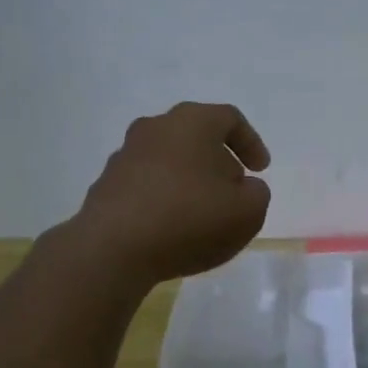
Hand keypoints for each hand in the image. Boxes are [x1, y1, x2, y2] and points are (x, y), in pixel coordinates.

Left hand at [75, 102, 272, 286]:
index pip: (229, 118)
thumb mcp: (247, 212)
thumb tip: (244, 188)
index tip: (260, 170)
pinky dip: (163, 197)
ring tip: (201, 213)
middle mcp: (155, 128)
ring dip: (189, 179)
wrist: (113, 248)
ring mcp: (125, 155)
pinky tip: (170, 227)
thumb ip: (257, 194)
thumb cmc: (189, 219)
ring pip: (168, 159)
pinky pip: (146, 184)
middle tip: (233, 190)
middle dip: (218, 161)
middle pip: (195, 136)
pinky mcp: (106, 184)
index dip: (251, 143)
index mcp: (192, 122)